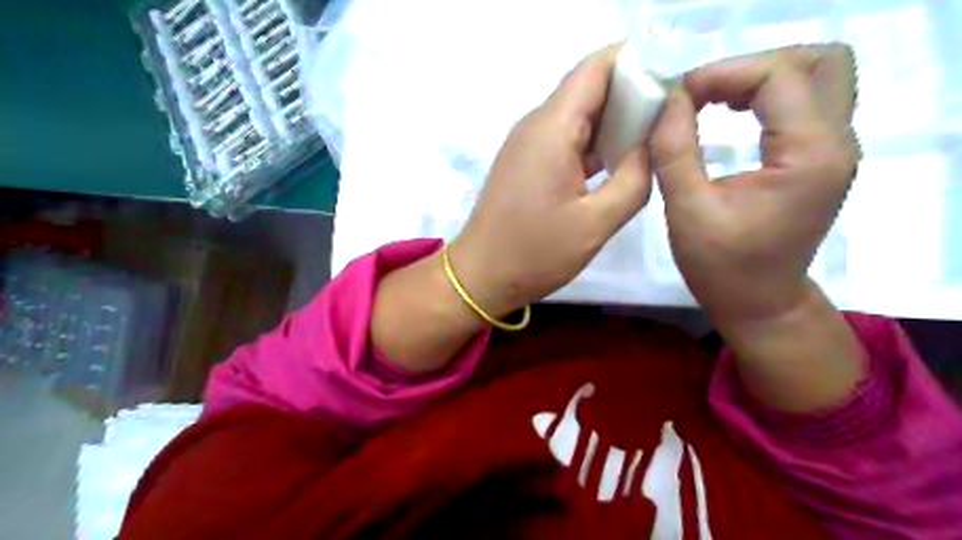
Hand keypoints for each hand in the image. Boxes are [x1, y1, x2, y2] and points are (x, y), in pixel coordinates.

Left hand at [452, 47, 652, 317]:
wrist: (481, 275)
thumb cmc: (535, 253)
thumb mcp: (596, 223)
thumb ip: (634, 179)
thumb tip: (648, 147)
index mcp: (552, 129)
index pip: (596, 68)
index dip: (635, 62)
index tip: (671, 79)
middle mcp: (536, 125)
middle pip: (588, 88)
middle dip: (630, 92)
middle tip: (671, 114)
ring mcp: (527, 144)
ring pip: (577, 115)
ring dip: (613, 120)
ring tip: (653, 135)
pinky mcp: (525, 163)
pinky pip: (564, 138)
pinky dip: (593, 142)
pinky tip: (618, 159)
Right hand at [649, 42, 859, 324]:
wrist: (760, 304)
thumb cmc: (721, 266)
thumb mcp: (687, 209)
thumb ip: (675, 149)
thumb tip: (669, 100)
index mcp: (809, 156)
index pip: (778, 76)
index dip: (723, 73)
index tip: (678, 95)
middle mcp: (836, 143)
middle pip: (817, 61)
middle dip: (753, 67)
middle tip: (704, 93)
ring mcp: (834, 149)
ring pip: (817, 76)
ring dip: (762, 78)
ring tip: (713, 100)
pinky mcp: (820, 158)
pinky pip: (806, 102)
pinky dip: (767, 96)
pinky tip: (731, 113)